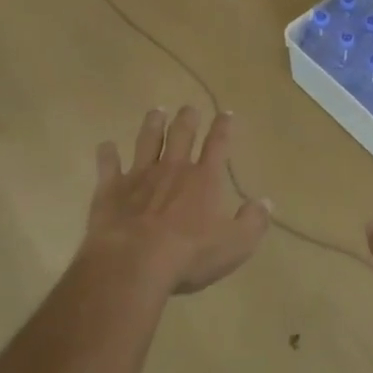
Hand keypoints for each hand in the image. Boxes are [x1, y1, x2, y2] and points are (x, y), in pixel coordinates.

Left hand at [83, 107, 270, 294]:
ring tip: (156, 111)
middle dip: (187, 118)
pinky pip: (108, 164)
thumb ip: (253, 221)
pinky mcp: (111, 189)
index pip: (218, 145)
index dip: (223, 127)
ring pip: (147, 140)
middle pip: (181, 134)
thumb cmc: (189, 256)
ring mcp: (139, 176)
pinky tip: (106, 146)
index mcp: (203, 179)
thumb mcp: (235, 245)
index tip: (226, 113)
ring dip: (152, 124)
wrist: (133, 264)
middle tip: (189, 108)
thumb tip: (266, 201)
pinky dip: (107, 153)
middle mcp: (172, 169)